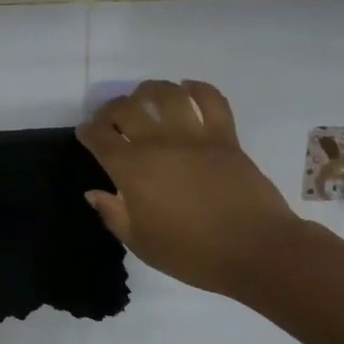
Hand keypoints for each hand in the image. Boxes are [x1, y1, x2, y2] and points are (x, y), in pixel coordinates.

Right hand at [76, 80, 302, 299]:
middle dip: (111, 108)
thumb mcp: (141, 244)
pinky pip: (211, 99)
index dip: (88, 131)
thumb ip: (113, 214)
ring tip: (144, 96)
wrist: (257, 251)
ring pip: (165, 94)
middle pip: (126, 108)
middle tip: (111, 118)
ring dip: (149, 90)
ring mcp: (194, 136)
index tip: (86, 134)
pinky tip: (188, 90)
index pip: (99, 137)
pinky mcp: (225, 136)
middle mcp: (158, 143)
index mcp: (132, 170)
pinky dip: (197, 89)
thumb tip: (94, 192)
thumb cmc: (194, 254)